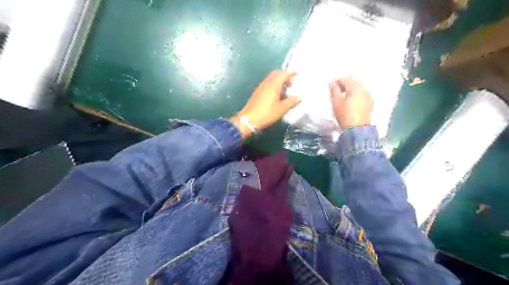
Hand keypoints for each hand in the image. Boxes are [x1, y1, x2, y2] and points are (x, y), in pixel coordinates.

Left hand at [232, 71, 298, 137]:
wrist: (249, 119)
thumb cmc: (267, 113)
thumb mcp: (281, 109)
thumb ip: (291, 102)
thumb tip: (299, 97)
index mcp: (273, 84)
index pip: (283, 73)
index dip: (291, 73)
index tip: (298, 74)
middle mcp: (267, 83)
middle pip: (276, 74)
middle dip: (285, 75)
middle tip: (292, 81)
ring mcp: (261, 87)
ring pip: (271, 78)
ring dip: (279, 80)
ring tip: (286, 88)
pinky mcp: (257, 92)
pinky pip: (268, 84)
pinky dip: (274, 85)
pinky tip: (277, 94)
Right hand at [328, 76, 372, 129]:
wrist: (357, 129)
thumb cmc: (345, 115)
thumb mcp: (337, 102)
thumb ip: (334, 90)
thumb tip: (331, 82)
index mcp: (355, 87)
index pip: (346, 79)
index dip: (337, 81)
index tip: (331, 86)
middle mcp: (364, 89)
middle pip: (353, 81)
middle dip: (344, 84)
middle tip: (336, 90)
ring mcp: (368, 95)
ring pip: (358, 87)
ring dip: (350, 89)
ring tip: (343, 95)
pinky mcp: (370, 102)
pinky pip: (362, 93)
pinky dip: (356, 94)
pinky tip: (351, 100)